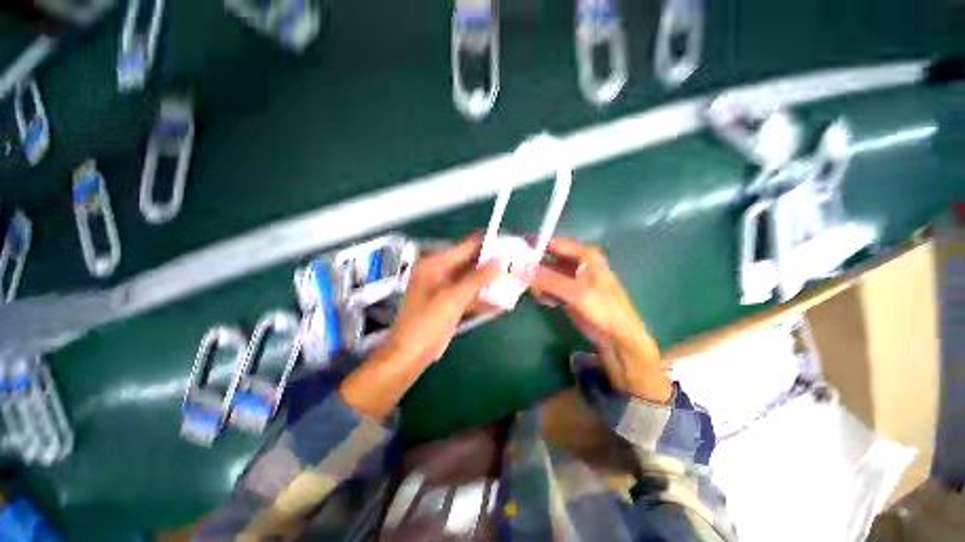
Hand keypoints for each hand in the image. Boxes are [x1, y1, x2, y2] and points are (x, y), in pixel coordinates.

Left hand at [341, 235, 502, 418]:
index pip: (466, 247)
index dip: (487, 245)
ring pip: (473, 280)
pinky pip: (470, 295)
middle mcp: (441, 272)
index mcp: (436, 264)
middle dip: (492, 265)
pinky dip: (483, 298)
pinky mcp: (451, 303)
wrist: (411, 354)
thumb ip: (477, 278)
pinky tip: (502, 302)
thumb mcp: (453, 298)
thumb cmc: (427, 322)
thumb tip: (499, 260)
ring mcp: (446, 289)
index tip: (508, 244)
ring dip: (490, 282)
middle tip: (515, 264)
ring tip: (513, 280)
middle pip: (471, 264)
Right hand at [529, 238, 671, 402]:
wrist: (617, 339)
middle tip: (517, 274)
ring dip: (538, 281)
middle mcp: (578, 263)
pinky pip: (549, 287)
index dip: (536, 245)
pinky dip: (544, 292)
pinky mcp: (568, 293)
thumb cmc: (603, 311)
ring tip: (535, 292)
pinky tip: (543, 300)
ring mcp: (572, 279)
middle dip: (534, 266)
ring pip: (547, 273)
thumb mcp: (576, 293)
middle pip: (550, 258)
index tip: (515, 250)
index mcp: (586, 256)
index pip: (556, 244)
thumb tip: (522, 268)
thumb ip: (549, 279)